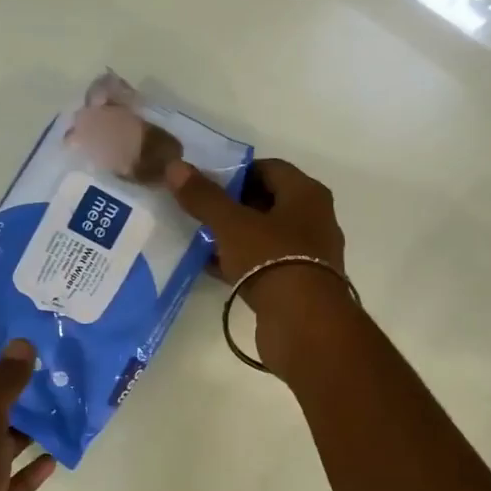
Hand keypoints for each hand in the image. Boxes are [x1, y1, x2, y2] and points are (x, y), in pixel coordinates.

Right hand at [164, 157, 350, 374]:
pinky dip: (242, 262)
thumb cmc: (272, 260)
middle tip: (199, 210)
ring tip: (201, 239)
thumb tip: (175, 166)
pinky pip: (266, 263)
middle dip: (233, 205)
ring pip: (266, 235)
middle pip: (268, 201)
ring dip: (236, 236)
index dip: (236, 172)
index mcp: (307, 194)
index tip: (205, 183)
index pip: (269, 168)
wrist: (304, 324)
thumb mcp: (232, 225)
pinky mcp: (299, 285)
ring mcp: (309, 254)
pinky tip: (213, 268)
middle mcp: (315, 219)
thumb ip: (204, 197)